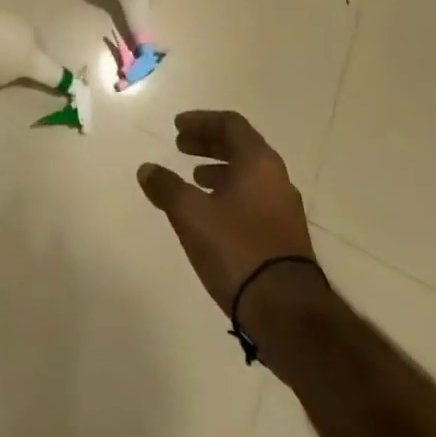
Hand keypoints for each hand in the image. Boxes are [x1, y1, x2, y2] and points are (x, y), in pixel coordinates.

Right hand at [138, 110, 314, 314]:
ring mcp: (284, 210)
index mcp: (258, 162)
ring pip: (248, 175)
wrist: (288, 315)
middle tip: (180, 146)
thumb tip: (146, 169)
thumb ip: (166, 187)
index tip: (177, 127)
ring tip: (194, 179)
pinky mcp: (285, 239)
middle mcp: (276, 179)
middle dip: (208, 143)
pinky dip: (230, 194)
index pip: (230, 123)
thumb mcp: (191, 214)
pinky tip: (212, 214)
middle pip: (240, 147)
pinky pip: (254, 199)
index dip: (201, 121)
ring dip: (219, 170)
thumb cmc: (238, 249)